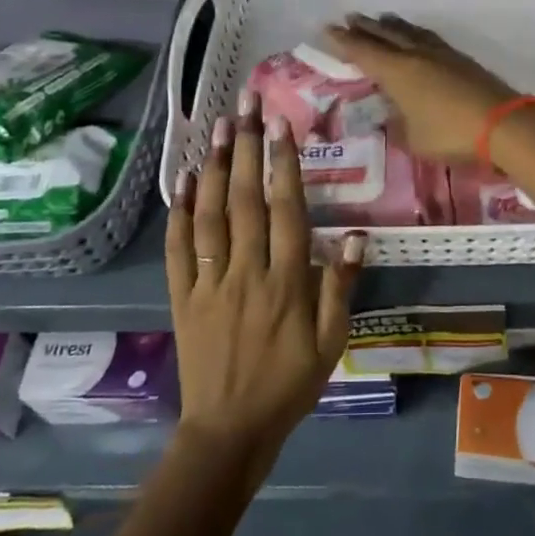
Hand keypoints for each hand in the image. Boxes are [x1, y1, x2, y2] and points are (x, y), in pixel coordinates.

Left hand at [166, 92, 364, 469]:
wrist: (230, 430)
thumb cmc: (289, 384)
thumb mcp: (332, 343)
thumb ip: (341, 287)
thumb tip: (356, 235)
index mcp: (286, 282)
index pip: (286, 210)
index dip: (284, 163)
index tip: (280, 124)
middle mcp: (246, 272)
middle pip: (246, 200)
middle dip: (248, 148)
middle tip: (246, 104)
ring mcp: (209, 282)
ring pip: (211, 215)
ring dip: (216, 167)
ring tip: (219, 126)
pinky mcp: (181, 296)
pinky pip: (177, 248)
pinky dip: (178, 211)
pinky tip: (184, 177)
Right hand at [324, 13, 518, 161]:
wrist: (503, 124)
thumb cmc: (450, 134)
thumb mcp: (413, 139)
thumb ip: (398, 126)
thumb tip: (391, 118)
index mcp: (397, 72)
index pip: (363, 52)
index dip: (344, 41)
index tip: (328, 29)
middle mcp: (415, 56)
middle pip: (385, 35)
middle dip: (366, 27)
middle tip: (350, 17)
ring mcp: (441, 54)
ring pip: (410, 32)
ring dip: (393, 25)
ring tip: (382, 19)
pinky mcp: (461, 59)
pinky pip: (429, 38)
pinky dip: (415, 33)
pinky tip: (418, 37)